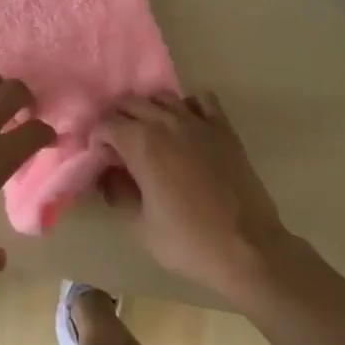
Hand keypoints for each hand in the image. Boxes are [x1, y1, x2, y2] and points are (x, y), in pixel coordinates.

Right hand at [96, 92, 292, 303]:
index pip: (106, 124)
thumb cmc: (189, 241)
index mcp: (141, 143)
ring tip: (148, 134)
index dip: (97, 139)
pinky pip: (201, 100)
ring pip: (162, 97)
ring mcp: (197, 121)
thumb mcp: (141, 225)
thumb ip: (119, 192)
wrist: (248, 248)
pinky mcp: (223, 127)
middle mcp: (166, 121)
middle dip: (118, 120)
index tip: (100, 159)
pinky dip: (187, 106)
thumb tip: (109, 175)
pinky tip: (186, 126)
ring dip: (148, 110)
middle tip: (118, 147)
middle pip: (130, 103)